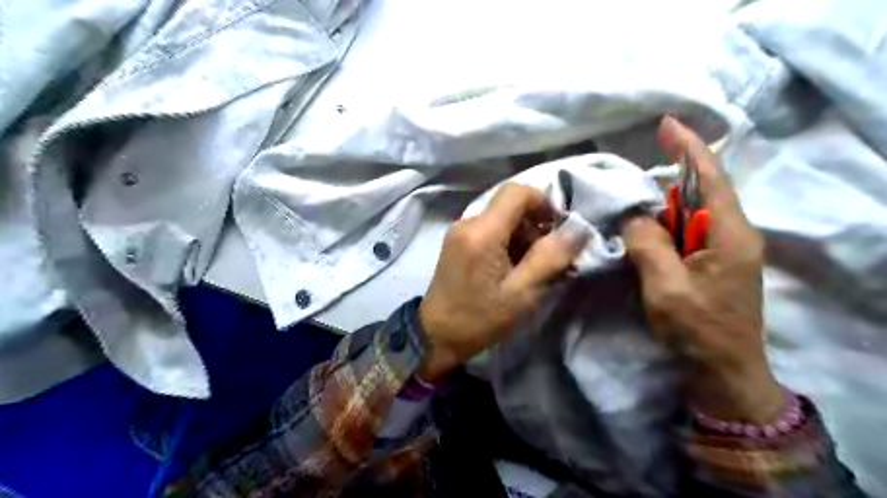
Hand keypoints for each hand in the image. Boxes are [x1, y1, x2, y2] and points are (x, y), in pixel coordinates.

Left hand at [418, 183, 587, 380]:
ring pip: (500, 216)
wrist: (435, 336)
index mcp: (482, 232)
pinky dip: (507, 240)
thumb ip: (550, 258)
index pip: (517, 192)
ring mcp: (459, 231)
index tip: (558, 229)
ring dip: (522, 233)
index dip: (543, 202)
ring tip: (532, 265)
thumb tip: (578, 229)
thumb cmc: (480, 319)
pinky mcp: (456, 241)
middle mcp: (467, 222)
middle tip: (548, 254)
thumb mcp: (522, 294)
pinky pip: (488, 228)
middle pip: (509, 204)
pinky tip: (512, 266)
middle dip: (535, 223)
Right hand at [618, 115, 786, 419]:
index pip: (709, 178)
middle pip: (699, 193)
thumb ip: (647, 243)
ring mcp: (725, 249)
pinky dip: (663, 226)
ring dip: (661, 208)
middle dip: (666, 182)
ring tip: (630, 211)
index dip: (688, 148)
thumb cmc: (697, 329)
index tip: (666, 124)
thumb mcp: (665, 286)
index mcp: (729, 234)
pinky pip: (686, 232)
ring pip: (690, 213)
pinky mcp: (713, 262)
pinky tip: (644, 233)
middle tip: (629, 182)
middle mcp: (733, 234)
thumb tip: (632, 214)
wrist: (723, 370)